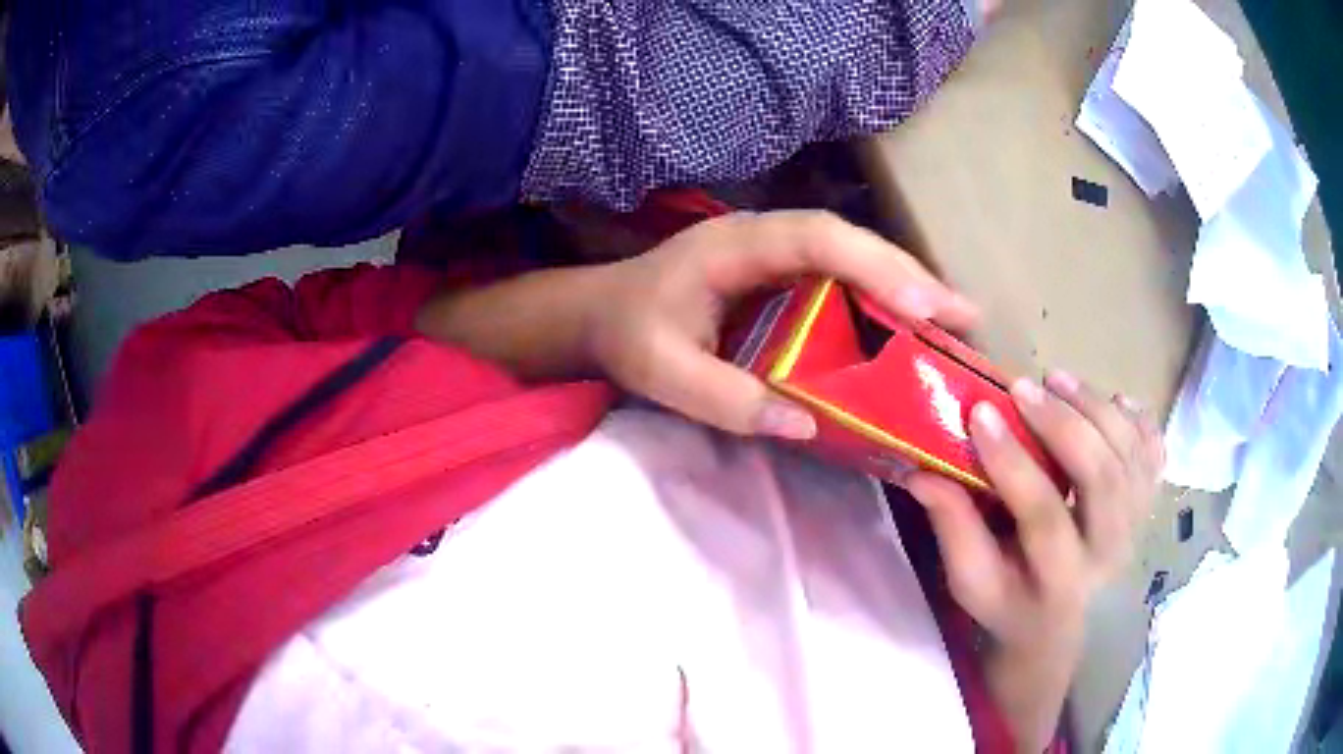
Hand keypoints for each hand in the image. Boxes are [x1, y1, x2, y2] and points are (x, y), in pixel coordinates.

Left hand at [584, 211, 977, 438]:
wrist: (601, 312)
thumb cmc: (626, 333)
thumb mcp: (659, 371)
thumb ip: (724, 398)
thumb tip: (807, 423)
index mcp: (735, 247)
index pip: (817, 239)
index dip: (876, 264)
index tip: (925, 306)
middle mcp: (764, 237)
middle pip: (849, 242)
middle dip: (910, 275)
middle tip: (964, 317)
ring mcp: (775, 253)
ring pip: (853, 257)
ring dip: (905, 285)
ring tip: (954, 322)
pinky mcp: (782, 275)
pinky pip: (841, 279)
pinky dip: (880, 300)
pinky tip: (908, 328)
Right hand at [905, 372, 1162, 749]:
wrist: (1061, 626)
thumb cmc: (1010, 606)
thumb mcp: (972, 583)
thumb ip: (953, 530)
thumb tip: (923, 473)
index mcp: (1062, 581)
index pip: (1045, 516)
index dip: (1013, 462)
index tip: (981, 413)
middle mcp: (1110, 552)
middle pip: (1102, 477)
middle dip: (1063, 424)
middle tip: (1024, 388)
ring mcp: (1136, 524)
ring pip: (1130, 454)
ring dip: (1096, 407)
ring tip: (1057, 379)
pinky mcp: (1146, 504)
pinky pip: (1155, 450)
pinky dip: (1138, 418)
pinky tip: (1114, 400)